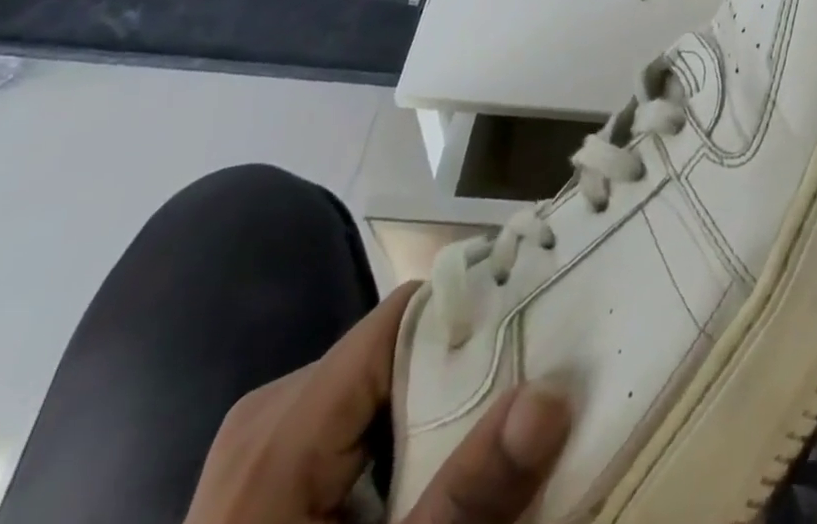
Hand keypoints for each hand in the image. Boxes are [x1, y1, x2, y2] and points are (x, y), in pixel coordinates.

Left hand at [183, 282, 571, 523]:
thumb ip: (467, 498)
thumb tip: (552, 396)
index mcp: (281, 430)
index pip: (402, 318)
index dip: (474, 317)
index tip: (538, 334)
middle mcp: (270, 411)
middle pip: (397, 346)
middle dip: (464, 373)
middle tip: (527, 398)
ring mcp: (265, 438)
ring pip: (385, 377)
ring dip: (440, 405)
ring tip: (490, 437)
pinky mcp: (269, 466)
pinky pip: (359, 413)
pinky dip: (406, 432)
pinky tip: (434, 472)